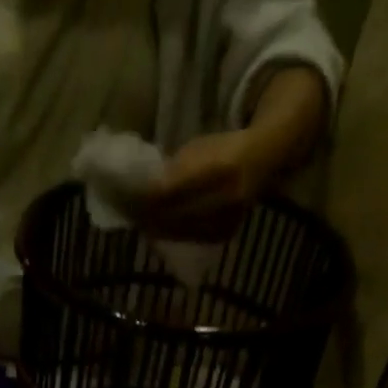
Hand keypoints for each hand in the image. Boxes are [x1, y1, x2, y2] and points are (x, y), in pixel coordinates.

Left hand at [138, 129, 279, 241]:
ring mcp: (225, 220)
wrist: (263, 162)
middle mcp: (224, 198)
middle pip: (172, 215)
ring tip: (139, 221)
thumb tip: (143, 191)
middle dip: (146, 216)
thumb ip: (173, 170)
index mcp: (219, 168)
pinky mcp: (223, 235)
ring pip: (179, 232)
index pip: (170, 191)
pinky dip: (171, 235)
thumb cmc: (224, 148)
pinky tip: (158, 229)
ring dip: (156, 229)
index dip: (145, 197)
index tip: (125, 196)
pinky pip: (189, 239)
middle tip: (126, 212)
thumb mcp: (198, 148)